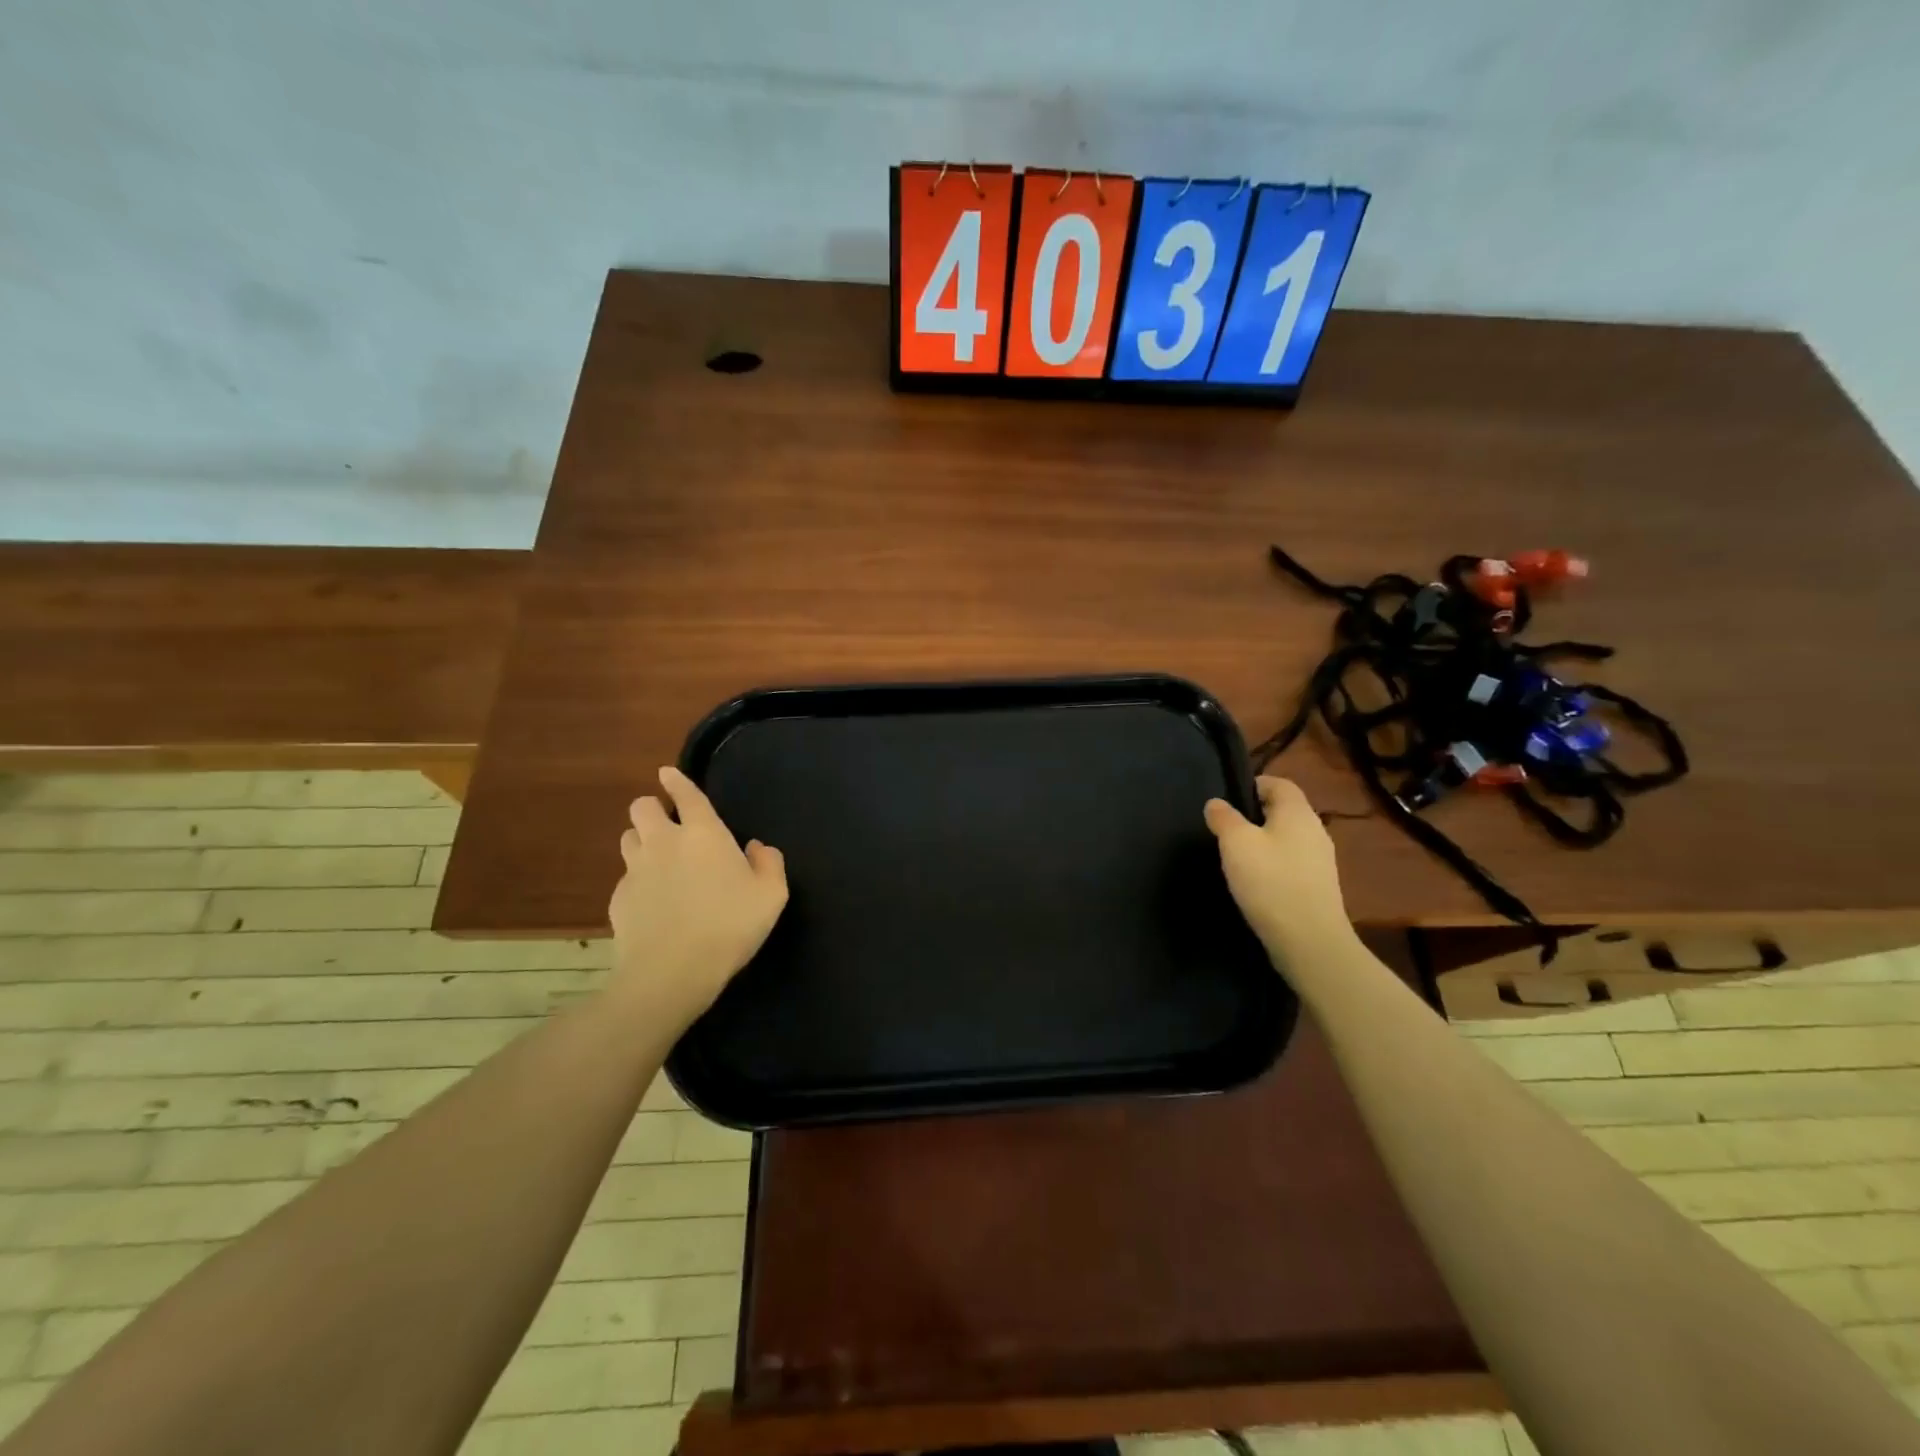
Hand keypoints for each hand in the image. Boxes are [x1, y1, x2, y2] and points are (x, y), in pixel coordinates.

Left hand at [608, 766, 787, 1023]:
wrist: (671, 971)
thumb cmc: (729, 926)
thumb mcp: (771, 896)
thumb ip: (769, 863)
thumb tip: (756, 847)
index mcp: (703, 834)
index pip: (686, 795)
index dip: (676, 781)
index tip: (666, 773)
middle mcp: (664, 843)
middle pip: (642, 807)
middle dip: (651, 808)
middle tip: (667, 826)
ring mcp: (636, 870)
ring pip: (628, 838)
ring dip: (641, 841)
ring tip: (657, 860)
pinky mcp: (619, 899)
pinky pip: (626, 878)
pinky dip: (638, 882)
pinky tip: (653, 904)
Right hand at [1204, 776, 1355, 960]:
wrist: (1309, 940)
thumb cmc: (1270, 881)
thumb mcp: (1236, 843)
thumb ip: (1224, 818)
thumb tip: (1216, 803)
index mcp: (1298, 812)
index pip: (1279, 783)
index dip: (1253, 785)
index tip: (1228, 801)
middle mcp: (1315, 830)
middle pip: (1284, 811)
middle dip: (1255, 816)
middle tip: (1226, 830)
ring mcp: (1321, 860)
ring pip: (1287, 838)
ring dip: (1264, 842)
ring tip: (1236, 858)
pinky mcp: (1319, 886)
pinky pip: (1292, 863)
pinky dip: (1274, 865)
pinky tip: (1255, 882)